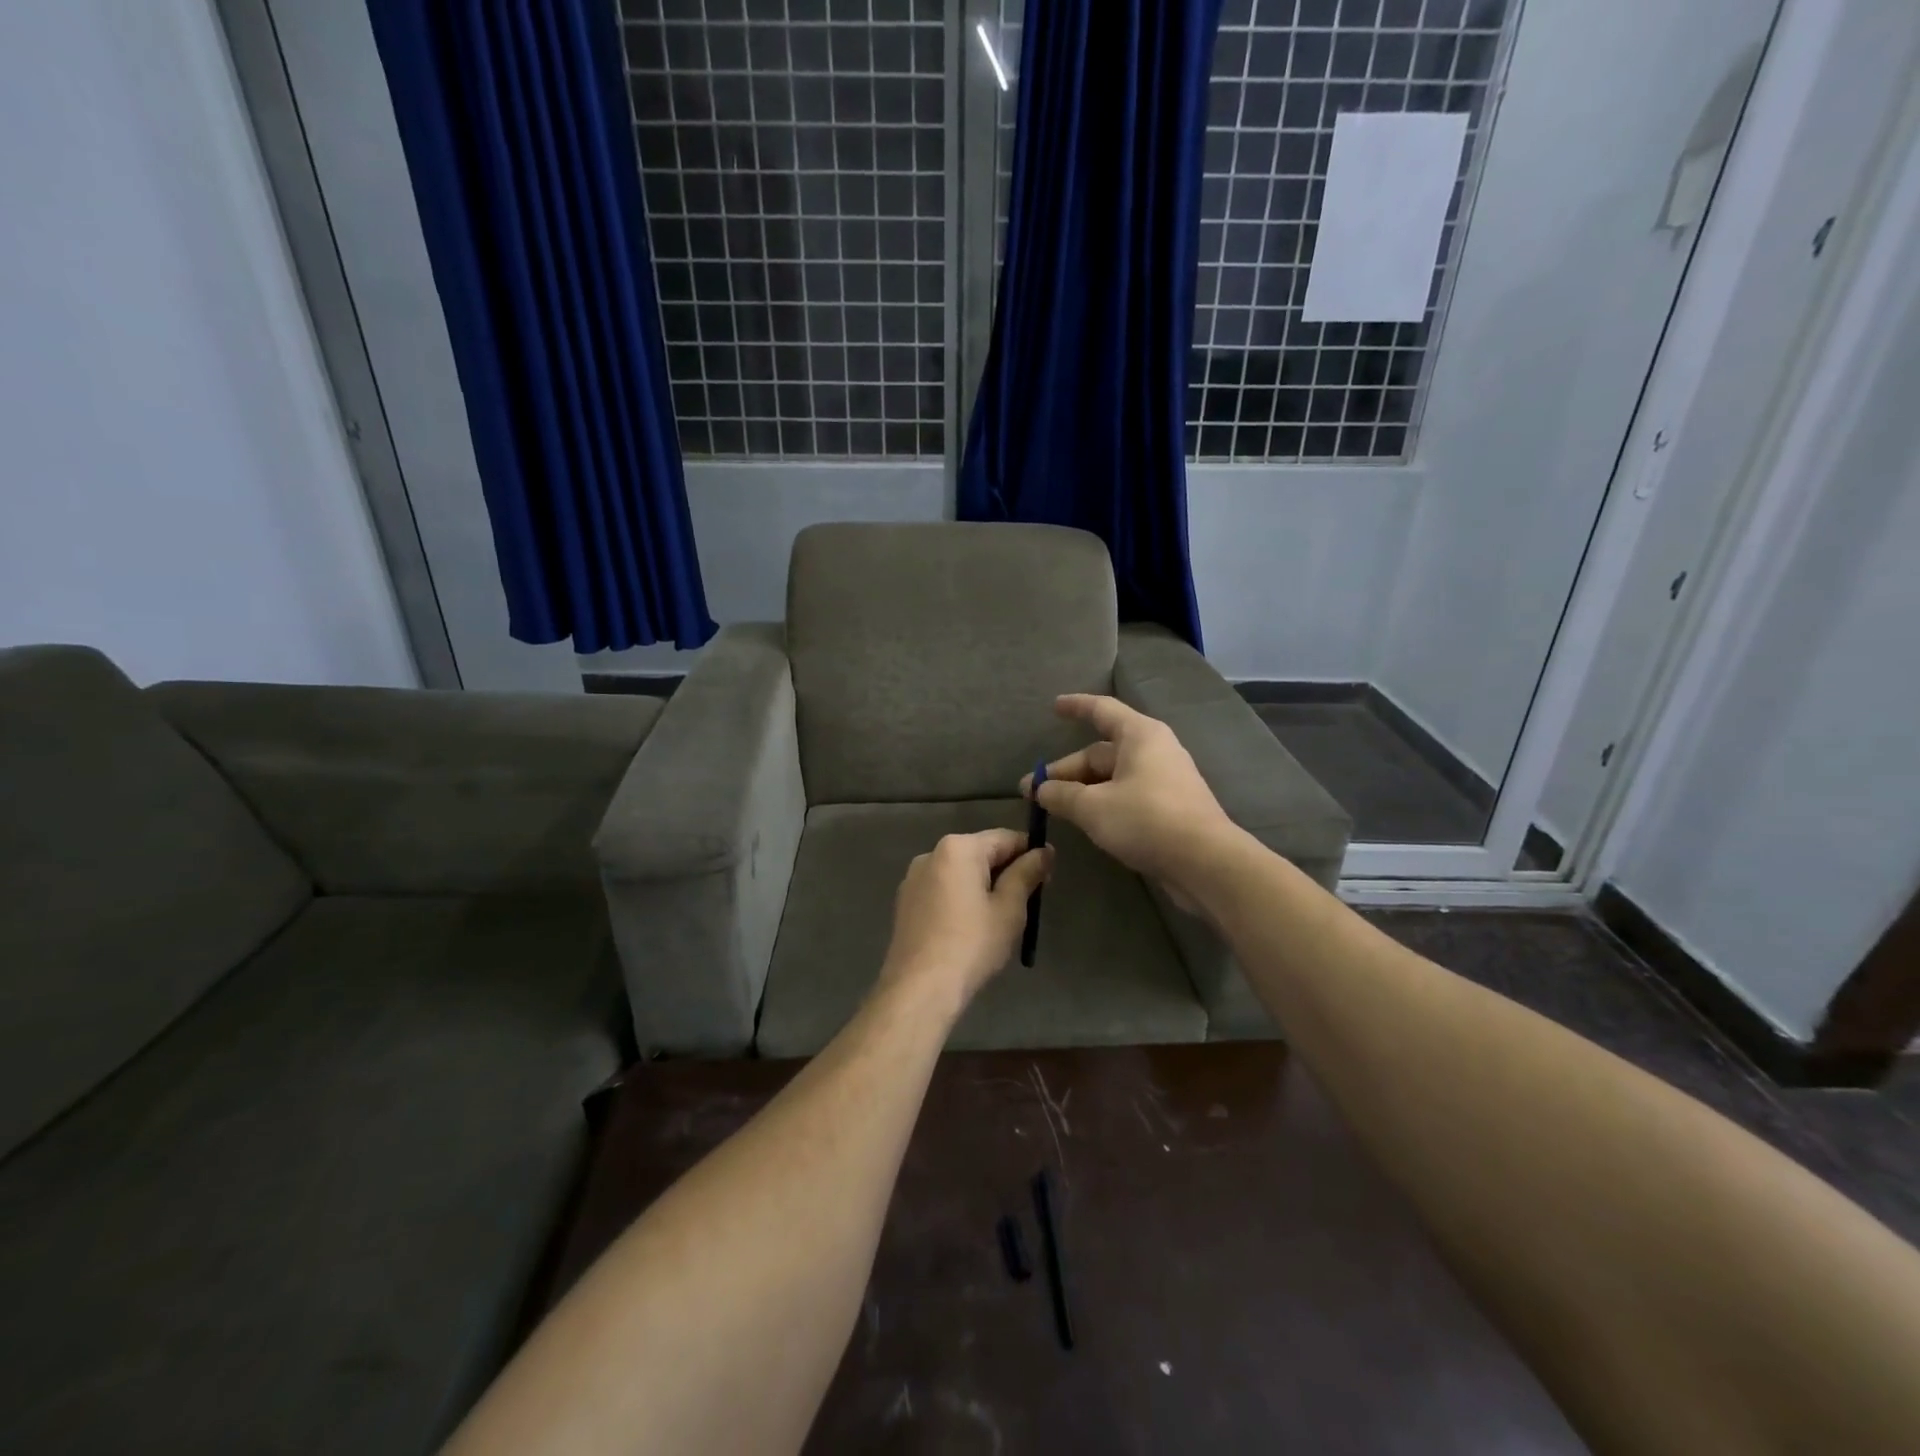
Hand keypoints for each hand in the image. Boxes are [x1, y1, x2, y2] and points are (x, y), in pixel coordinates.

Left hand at [878, 829, 1052, 1011]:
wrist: (920, 988)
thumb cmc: (972, 944)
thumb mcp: (1009, 908)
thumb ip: (1027, 873)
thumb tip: (1044, 852)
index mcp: (958, 848)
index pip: (1005, 838)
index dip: (1031, 853)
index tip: (1048, 876)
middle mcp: (931, 854)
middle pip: (980, 853)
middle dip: (1006, 871)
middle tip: (1029, 901)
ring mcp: (913, 878)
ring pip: (960, 872)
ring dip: (983, 886)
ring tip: (1001, 917)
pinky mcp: (905, 902)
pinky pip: (942, 889)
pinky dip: (961, 899)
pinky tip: (971, 927)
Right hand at [1021, 694, 1238, 903]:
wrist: (1205, 862)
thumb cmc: (1146, 820)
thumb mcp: (1093, 807)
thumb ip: (1061, 795)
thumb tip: (1039, 789)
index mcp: (1139, 736)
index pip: (1102, 710)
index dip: (1076, 706)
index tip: (1054, 706)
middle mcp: (1154, 751)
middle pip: (1100, 752)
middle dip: (1065, 770)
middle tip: (1031, 791)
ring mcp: (1163, 781)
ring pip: (1112, 778)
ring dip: (1081, 790)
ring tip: (1052, 807)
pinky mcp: (1168, 809)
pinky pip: (1126, 796)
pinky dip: (1102, 803)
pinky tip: (1084, 821)